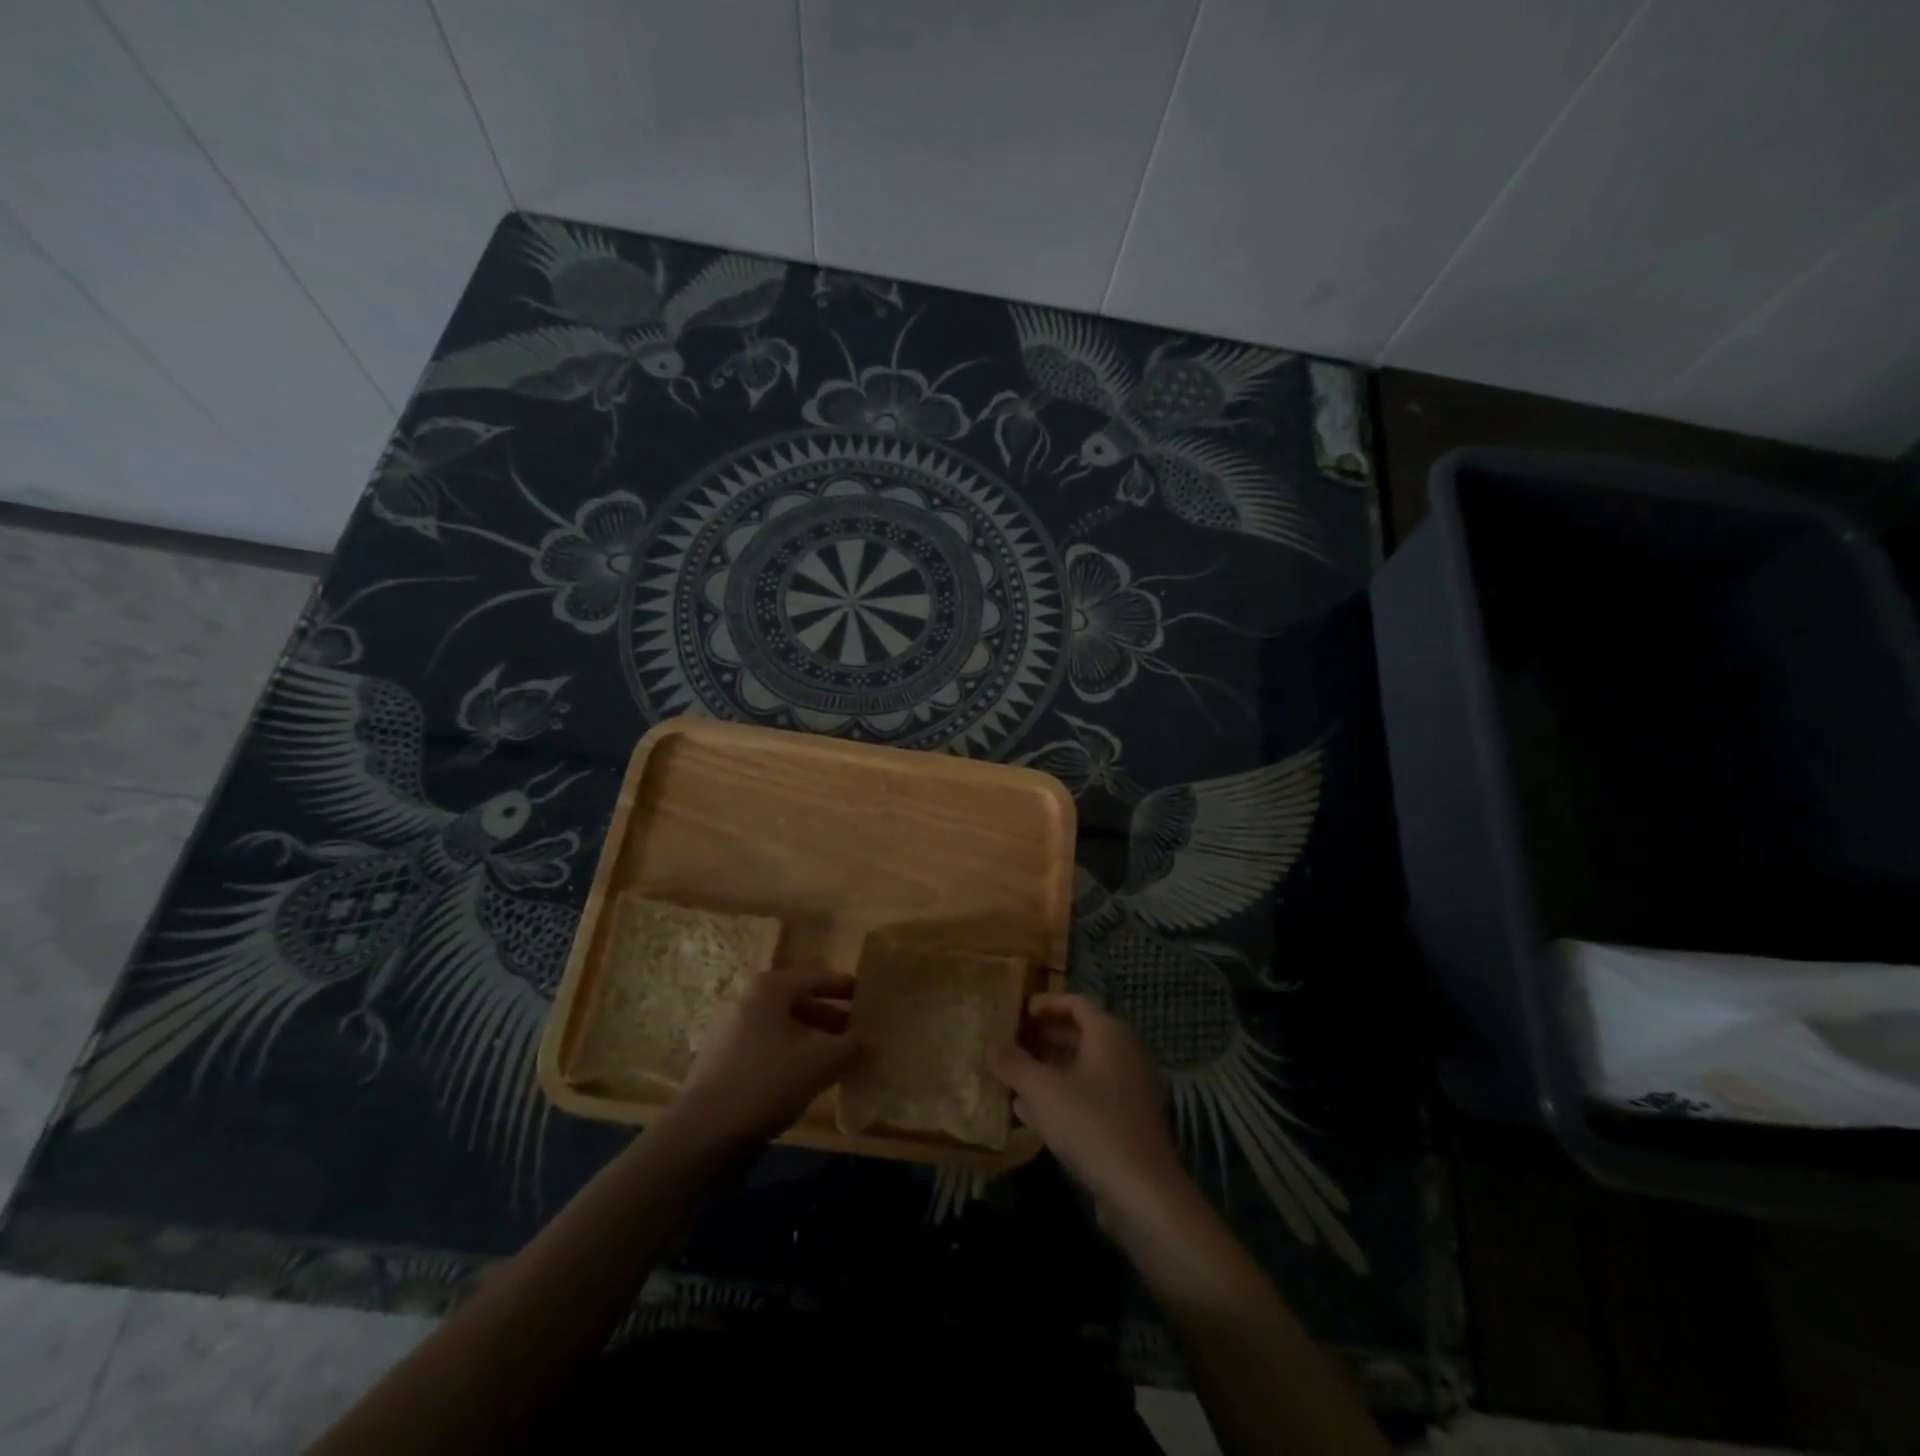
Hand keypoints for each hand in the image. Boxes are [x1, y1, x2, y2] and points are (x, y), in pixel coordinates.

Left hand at [665, 967, 859, 1148]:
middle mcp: (746, 1000)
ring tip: (838, 1058)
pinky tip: (806, 1078)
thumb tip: (873, 1040)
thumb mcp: (818, 1064)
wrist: (699, 1135)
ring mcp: (729, 1030)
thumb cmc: (764, 1084)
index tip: (869, 996)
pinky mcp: (721, 1060)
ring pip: (782, 1027)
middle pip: (798, 1001)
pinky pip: (766, 1047)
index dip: (845, 987)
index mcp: (768, 988)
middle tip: (859, 1032)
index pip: (816, 978)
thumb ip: (850, 1047)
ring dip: (812, 1039)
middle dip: (830, 1017)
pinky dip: (790, 1055)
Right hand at [993, 992, 1185, 1211]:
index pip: (1076, 1002)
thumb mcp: (1042, 1090)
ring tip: (1015, 1075)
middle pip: (1081, 1033)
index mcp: (1109, 1033)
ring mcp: (1130, 1088)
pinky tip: (1032, 1112)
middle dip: (1045, 1036)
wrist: (1142, 1190)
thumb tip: (991, 1045)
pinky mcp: (1128, 1120)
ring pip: (1084, 1066)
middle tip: (1012, 1042)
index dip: (1046, 1003)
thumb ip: (1014, 1064)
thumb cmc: (1090, 1124)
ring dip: (1050, 1068)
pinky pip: (1091, 1094)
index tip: (1019, 1012)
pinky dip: (1063, 1094)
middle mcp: (1125, 1052)